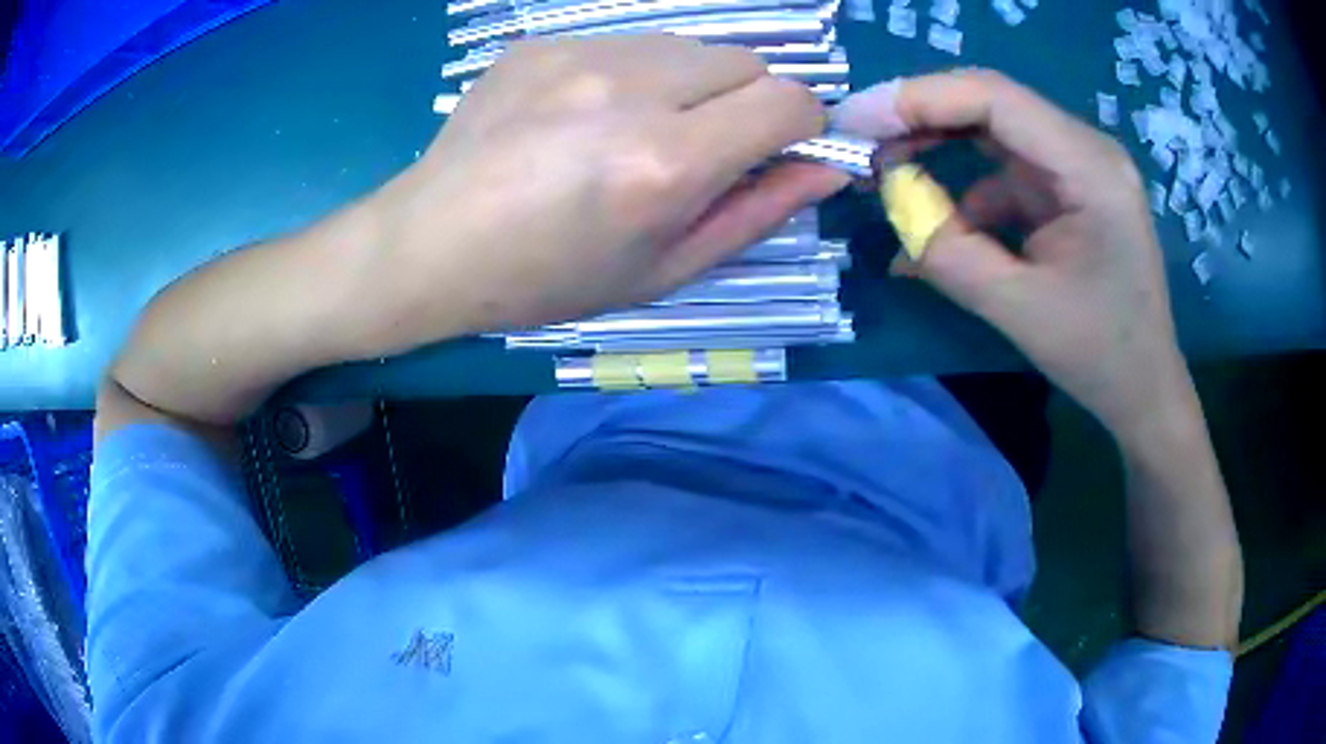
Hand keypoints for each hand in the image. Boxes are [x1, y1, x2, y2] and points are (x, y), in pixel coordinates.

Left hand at [360, 36, 847, 353]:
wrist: (431, 244)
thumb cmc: (547, 279)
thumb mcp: (663, 270)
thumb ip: (758, 213)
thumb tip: (829, 169)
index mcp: (665, 160)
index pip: (790, 101)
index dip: (803, 127)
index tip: (776, 153)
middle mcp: (632, 89)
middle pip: (748, 61)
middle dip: (748, 102)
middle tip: (698, 149)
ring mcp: (581, 53)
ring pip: (691, 46)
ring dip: (692, 84)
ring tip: (633, 132)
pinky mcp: (544, 42)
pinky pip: (629, 43)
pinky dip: (635, 74)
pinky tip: (583, 116)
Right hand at [836, 71, 1190, 438]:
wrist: (1144, 389)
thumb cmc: (1100, 357)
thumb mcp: (1019, 310)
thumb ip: (949, 253)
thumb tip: (893, 200)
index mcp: (1090, 168)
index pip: (995, 98)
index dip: (920, 99)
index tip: (858, 123)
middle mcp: (1086, 149)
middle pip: (991, 103)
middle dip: (921, 117)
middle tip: (862, 143)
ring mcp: (1077, 167)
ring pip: (993, 131)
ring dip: (938, 147)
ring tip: (888, 178)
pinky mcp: (1067, 190)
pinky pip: (1005, 170)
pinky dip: (966, 191)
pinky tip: (942, 225)